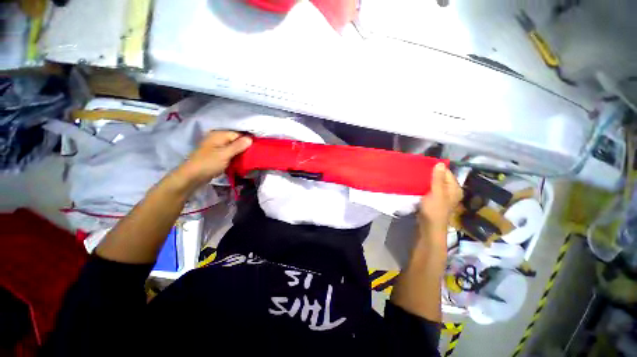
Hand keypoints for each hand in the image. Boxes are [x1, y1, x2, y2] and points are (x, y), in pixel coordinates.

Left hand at [174, 131, 251, 188]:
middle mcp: (218, 138)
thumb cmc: (209, 163)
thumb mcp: (225, 154)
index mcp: (219, 135)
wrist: (192, 176)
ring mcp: (217, 147)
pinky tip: (240, 162)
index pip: (239, 134)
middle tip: (254, 155)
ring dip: (241, 153)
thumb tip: (250, 139)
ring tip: (249, 159)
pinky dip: (235, 157)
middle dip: (245, 147)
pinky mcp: (217, 155)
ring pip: (234, 148)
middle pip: (236, 141)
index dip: (248, 141)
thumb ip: (238, 146)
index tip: (256, 149)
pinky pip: (230, 153)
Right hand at [418, 163, 462, 233]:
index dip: (436, 168)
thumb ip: (438, 179)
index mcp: (454, 188)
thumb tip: (440, 163)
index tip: (423, 165)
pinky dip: (424, 186)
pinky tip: (417, 185)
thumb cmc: (434, 210)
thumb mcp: (436, 193)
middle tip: (417, 170)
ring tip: (415, 176)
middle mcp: (450, 191)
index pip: (446, 172)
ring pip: (434, 183)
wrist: (429, 227)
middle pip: (440, 178)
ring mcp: (442, 196)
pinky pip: (430, 189)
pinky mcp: (434, 200)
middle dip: (430, 174)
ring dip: (426, 180)